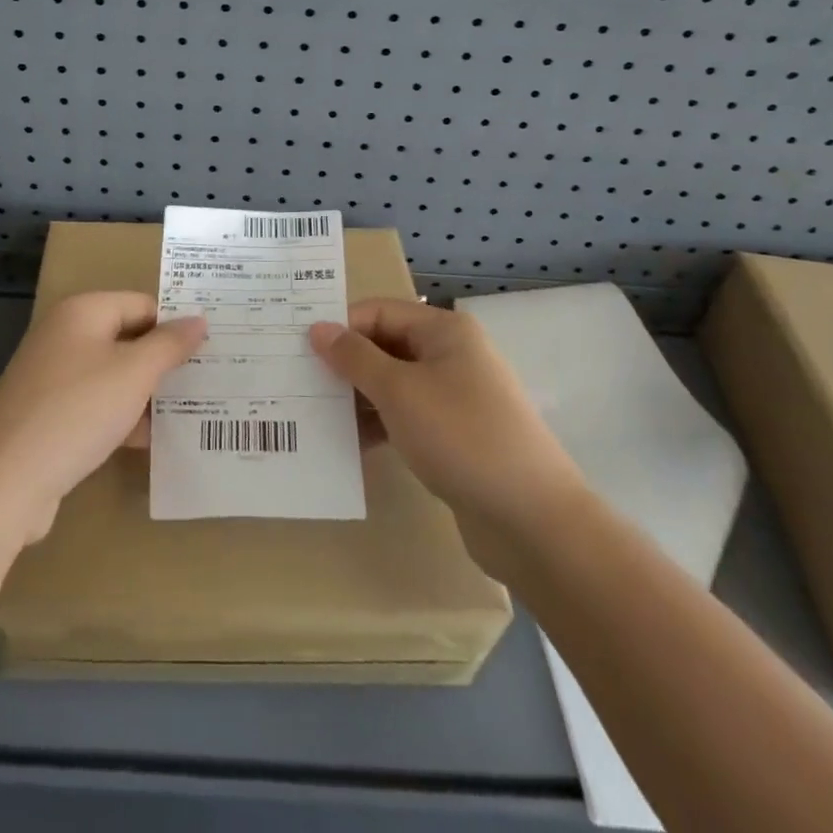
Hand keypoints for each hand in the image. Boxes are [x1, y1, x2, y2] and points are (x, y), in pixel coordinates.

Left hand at [0, 292, 205, 545]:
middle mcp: (65, 335)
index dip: (176, 324)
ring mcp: (53, 377)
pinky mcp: (49, 415)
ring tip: (194, 411)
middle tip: (211, 379)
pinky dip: (123, 417)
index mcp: (82, 312)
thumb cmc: (76, 411)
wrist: (5, 481)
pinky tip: (154, 441)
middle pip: (128, 338)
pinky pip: (97, 405)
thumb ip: (170, 344)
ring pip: (114, 375)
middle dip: (165, 361)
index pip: (143, 304)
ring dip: (148, 393)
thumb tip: (199, 319)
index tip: (214, 348)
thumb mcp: (134, 373)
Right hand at [310, 299, 580, 569]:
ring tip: (316, 416)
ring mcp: (457, 396)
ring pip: (394, 383)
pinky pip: (408, 416)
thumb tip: (317, 328)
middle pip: (386, 345)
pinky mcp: (457, 435)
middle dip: (346, 363)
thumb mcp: (398, 392)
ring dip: (359, 397)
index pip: (378, 311)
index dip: (341, 327)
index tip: (299, 351)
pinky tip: (350, 445)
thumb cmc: (461, 437)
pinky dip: (380, 424)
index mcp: (444, 331)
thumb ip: (354, 357)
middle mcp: (452, 355)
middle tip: (300, 383)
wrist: (533, 521)